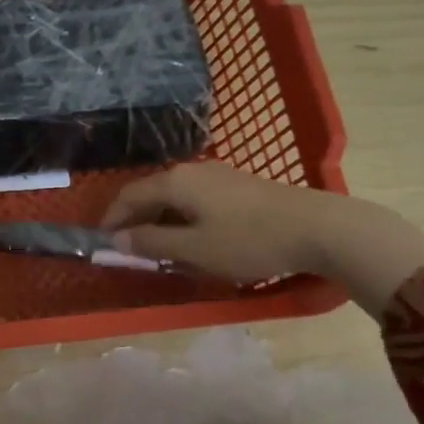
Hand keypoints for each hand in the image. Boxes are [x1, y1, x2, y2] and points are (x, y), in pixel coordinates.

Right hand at [102, 163, 423, 317]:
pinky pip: (196, 201)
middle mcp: (192, 171)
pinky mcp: (239, 186)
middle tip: (131, 252)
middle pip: (150, 194)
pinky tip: (195, 240)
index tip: (102, 244)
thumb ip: (151, 243)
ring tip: (161, 251)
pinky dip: (184, 219)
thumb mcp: (194, 249)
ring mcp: (218, 176)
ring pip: (175, 198)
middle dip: (136, 222)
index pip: (128, 196)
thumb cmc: (248, 240)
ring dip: (161, 222)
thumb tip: (117, 240)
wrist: (320, 228)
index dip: (111, 220)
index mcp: (174, 182)